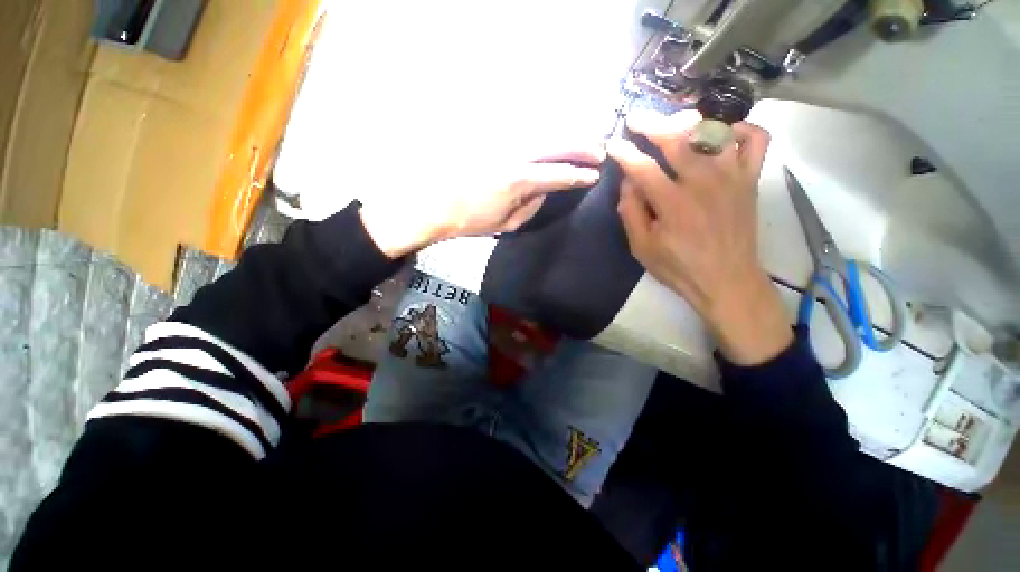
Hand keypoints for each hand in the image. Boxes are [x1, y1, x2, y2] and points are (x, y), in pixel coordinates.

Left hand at [359, 147, 603, 257]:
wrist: (436, 204)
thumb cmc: (471, 220)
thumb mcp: (507, 223)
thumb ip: (532, 207)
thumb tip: (545, 192)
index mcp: (519, 180)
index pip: (559, 174)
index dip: (579, 175)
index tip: (595, 175)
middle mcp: (514, 155)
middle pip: (556, 144)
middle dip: (581, 147)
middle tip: (598, 151)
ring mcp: (501, 143)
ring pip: (542, 132)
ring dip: (565, 137)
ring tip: (582, 142)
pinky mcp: (491, 138)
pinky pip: (524, 133)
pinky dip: (543, 135)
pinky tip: (551, 139)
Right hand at [608, 110, 791, 364]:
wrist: (727, 280)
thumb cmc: (679, 267)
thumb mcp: (642, 248)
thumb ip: (631, 213)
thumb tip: (628, 182)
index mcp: (673, 204)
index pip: (643, 167)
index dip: (624, 153)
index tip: (612, 144)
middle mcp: (704, 182)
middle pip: (676, 139)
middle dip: (651, 124)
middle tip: (636, 118)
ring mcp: (732, 177)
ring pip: (714, 131)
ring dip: (689, 122)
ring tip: (673, 123)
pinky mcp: (750, 179)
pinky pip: (756, 140)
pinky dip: (740, 128)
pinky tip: (722, 133)